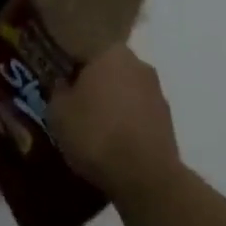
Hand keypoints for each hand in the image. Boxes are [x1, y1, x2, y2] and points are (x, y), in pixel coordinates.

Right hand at [48, 45, 179, 206]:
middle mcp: (137, 63)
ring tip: (95, 128)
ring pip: (126, 91)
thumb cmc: (95, 134)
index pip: (85, 48)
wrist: (146, 178)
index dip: (71, 65)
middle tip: (76, 104)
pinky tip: (115, 143)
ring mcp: (156, 91)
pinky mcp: (168, 120)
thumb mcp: (58, 113)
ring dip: (113, 103)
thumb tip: (63, 84)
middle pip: (108, 68)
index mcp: (110, 51)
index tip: (60, 81)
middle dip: (94, 83)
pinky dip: (128, 123)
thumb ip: (57, 91)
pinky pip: (139, 114)